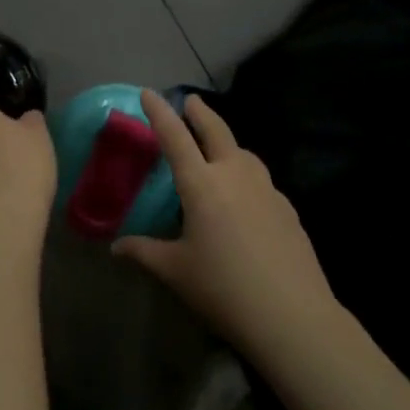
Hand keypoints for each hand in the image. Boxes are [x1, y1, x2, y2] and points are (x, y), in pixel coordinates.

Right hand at [113, 90, 337, 358]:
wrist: (293, 317)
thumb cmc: (224, 290)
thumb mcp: (176, 272)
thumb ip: (144, 252)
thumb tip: (116, 247)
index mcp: (201, 185)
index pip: (175, 138)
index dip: (159, 113)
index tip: (149, 93)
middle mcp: (234, 176)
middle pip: (216, 131)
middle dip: (200, 112)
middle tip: (190, 101)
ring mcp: (266, 190)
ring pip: (244, 153)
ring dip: (227, 142)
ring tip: (218, 148)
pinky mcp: (288, 209)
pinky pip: (261, 180)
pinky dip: (247, 174)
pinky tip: (245, 196)